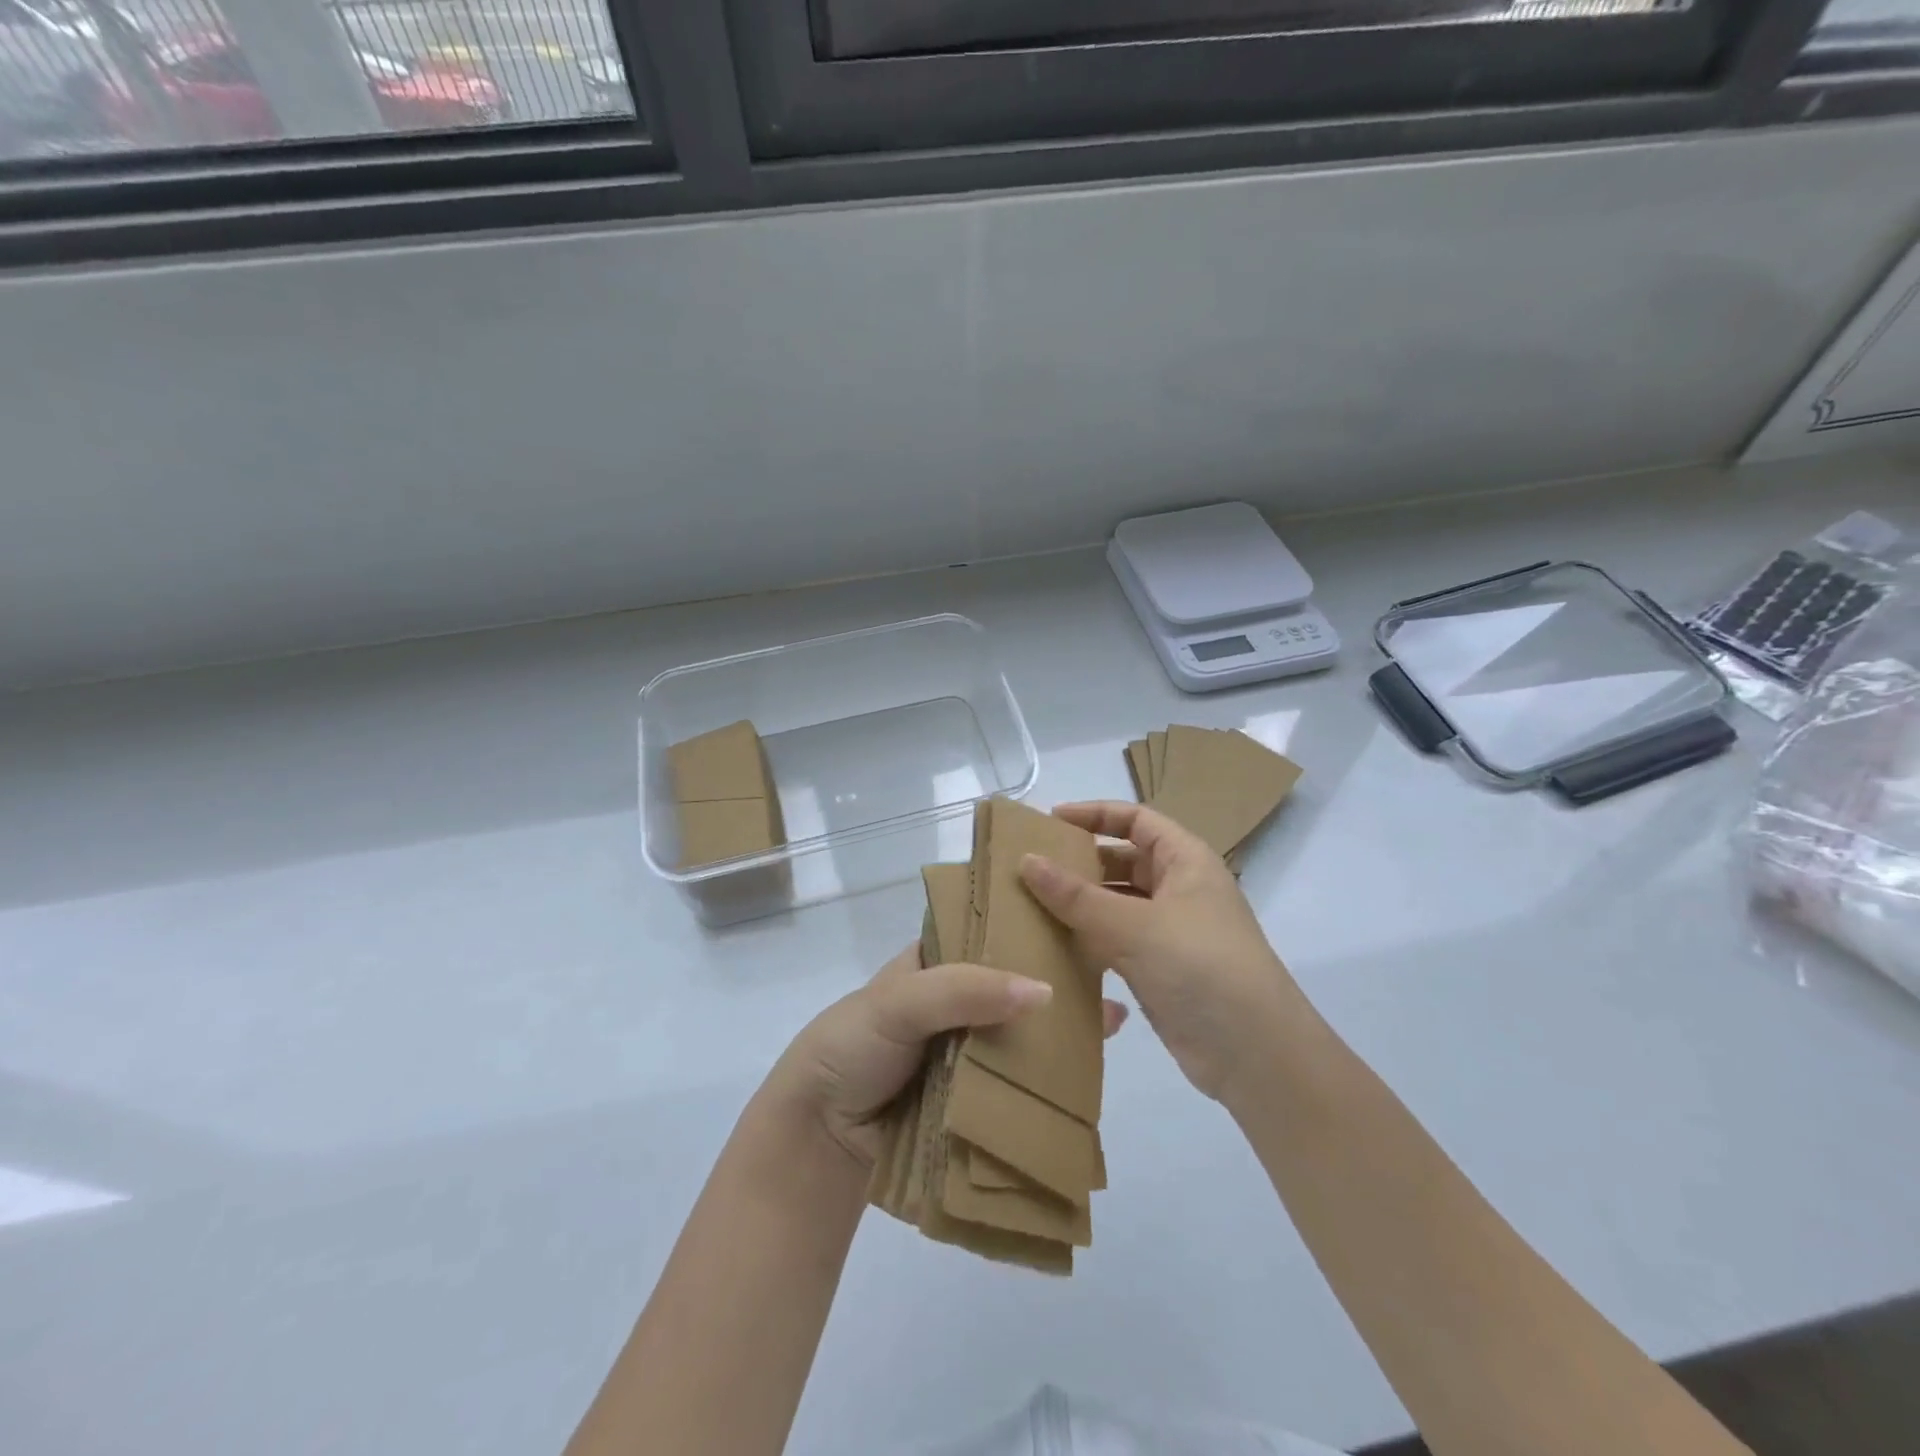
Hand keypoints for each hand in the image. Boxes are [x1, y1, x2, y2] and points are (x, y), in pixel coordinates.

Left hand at [770, 944, 1128, 1167]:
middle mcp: (957, 1001)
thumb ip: (963, 989)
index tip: (1082, 919)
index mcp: (935, 963)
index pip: (991, 934)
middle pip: (1015, 985)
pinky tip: (1091, 1072)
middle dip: (1058, 980)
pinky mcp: (977, 1097)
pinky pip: (1018, 1081)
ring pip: (1022, 1033)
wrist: (819, 1137)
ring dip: (1061, 1029)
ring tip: (1115, 1018)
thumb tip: (1044, 992)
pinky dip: (1049, 1077)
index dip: (1031, 927)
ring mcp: (968, 1050)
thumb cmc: (852, 1047)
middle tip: (1114, 971)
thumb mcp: (898, 1000)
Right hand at [1020, 801, 1299, 1101]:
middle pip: (1122, 861)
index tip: (1049, 821)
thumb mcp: (1134, 925)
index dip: (1094, 814)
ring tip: (1029, 906)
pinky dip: (1088, 940)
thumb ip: (1076, 895)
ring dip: (1079, 905)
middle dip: (1080, 862)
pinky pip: (1115, 942)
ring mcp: (1170, 931)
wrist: (1255, 1054)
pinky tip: (1053, 947)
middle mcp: (1179, 889)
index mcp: (1186, 861)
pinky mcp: (1159, 969)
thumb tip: (1026, 860)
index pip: (1135, 819)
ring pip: (1116, 905)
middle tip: (1029, 869)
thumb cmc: (1200, 967)